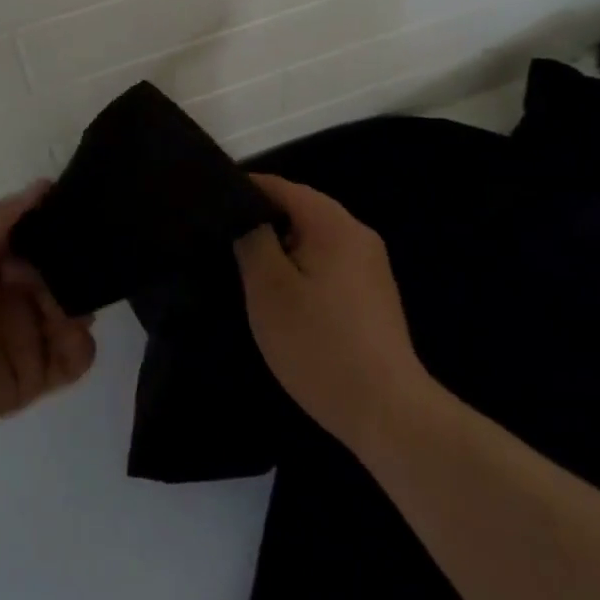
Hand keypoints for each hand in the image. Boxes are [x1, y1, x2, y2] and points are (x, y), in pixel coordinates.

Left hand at [0, 183, 96, 447]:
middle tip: (89, 268)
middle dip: (84, 270)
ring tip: (69, 307)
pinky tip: (66, 335)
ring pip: (79, 315)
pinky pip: (75, 359)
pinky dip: (82, 347)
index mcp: (3, 263)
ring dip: (84, 307)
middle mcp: (22, 296)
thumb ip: (1, 219)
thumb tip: (47, 184)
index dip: (68, 231)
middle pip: (71, 278)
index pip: (49, 241)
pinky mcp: (34, 375)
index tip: (87, 222)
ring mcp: (30, 336)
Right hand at [236, 173, 431, 455]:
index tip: (212, 207)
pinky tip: (286, 299)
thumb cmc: (319, 344)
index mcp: (332, 223)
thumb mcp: (269, 289)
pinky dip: (304, 270)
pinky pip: (330, 264)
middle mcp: (358, 233)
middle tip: (225, 243)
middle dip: (264, 222)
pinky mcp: (375, 295)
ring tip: (249, 272)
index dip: (244, 191)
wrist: (387, 412)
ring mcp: (371, 265)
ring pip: (315, 239)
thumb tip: (247, 216)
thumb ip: (252, 240)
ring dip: (283, 249)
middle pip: (301, 210)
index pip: (281, 187)